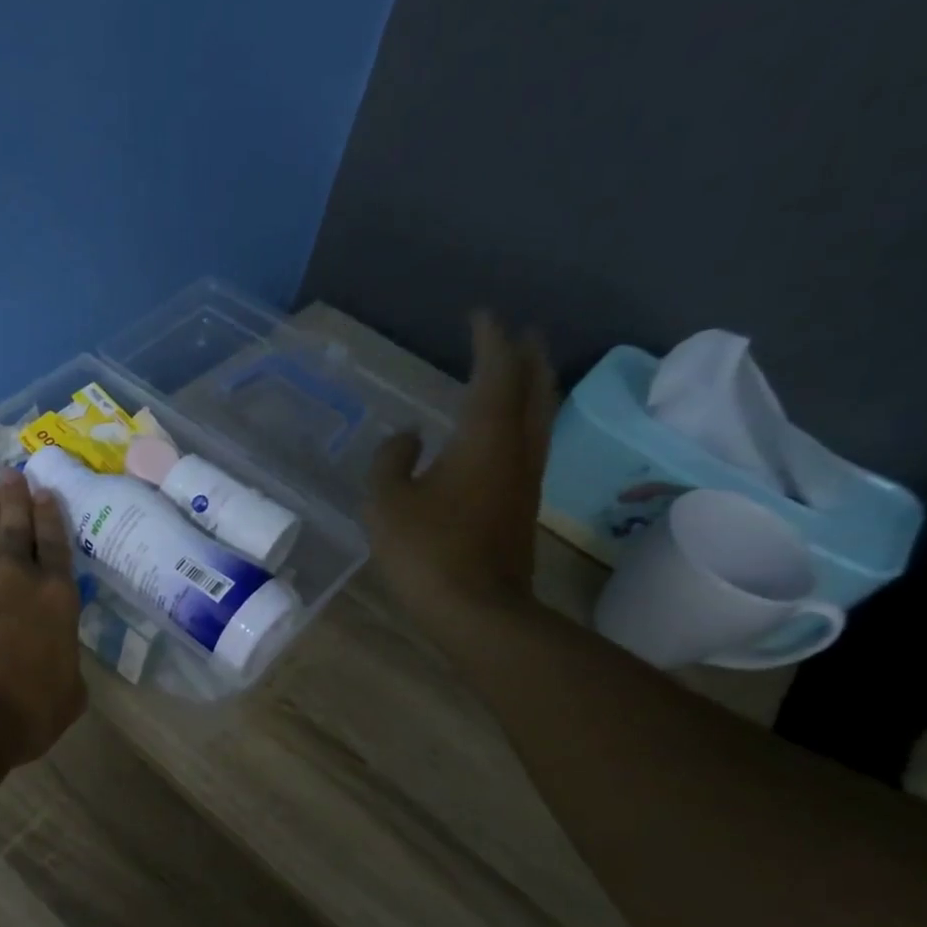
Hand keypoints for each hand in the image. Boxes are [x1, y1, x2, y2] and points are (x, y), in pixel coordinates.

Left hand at [0, 469, 85, 767]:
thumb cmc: (22, 711)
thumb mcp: (67, 698)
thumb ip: (67, 671)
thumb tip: (60, 665)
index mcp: (56, 599)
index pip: (56, 547)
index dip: (52, 518)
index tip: (45, 492)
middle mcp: (16, 579)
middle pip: (17, 530)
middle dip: (16, 500)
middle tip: (12, 474)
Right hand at [368, 310, 557, 638]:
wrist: (477, 611)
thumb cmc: (427, 551)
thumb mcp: (387, 502)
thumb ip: (392, 460)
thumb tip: (407, 438)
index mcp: (484, 439)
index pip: (494, 374)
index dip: (489, 341)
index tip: (482, 315)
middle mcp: (515, 450)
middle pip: (533, 390)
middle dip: (526, 357)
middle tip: (519, 333)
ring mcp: (525, 480)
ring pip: (538, 418)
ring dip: (532, 387)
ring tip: (520, 372)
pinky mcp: (521, 507)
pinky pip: (529, 444)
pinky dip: (521, 420)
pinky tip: (503, 432)